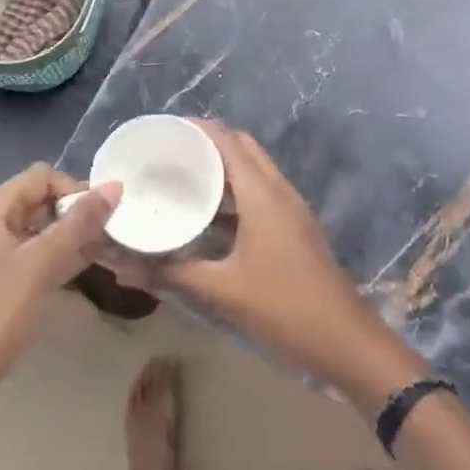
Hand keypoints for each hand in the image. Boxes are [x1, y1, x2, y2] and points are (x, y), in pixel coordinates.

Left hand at [0, 164, 120, 402]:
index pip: (38, 177)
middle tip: (109, 229)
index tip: (102, 211)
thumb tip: (115, 186)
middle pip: (36, 202)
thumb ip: (78, 224)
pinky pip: (30, 259)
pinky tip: (83, 266)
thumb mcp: (40, 265)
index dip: (72, 187)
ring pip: (36, 232)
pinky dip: (55, 258)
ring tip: (105, 245)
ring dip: (68, 235)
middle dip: (73, 211)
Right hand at [164, 123, 413, 404]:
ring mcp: (291, 209)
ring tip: (184, 174)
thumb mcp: (222, 291)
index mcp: (262, 194)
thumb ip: (172, 274)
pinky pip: (261, 193)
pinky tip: (210, 214)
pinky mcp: (294, 228)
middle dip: (208, 142)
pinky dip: (236, 191)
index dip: (197, 129)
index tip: (163, 129)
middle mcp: (279, 191)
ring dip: (224, 166)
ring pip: (254, 170)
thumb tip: (123, 268)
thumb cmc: (283, 307)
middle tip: (170, 151)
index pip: (227, 141)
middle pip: (242, 148)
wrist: (345, 341)